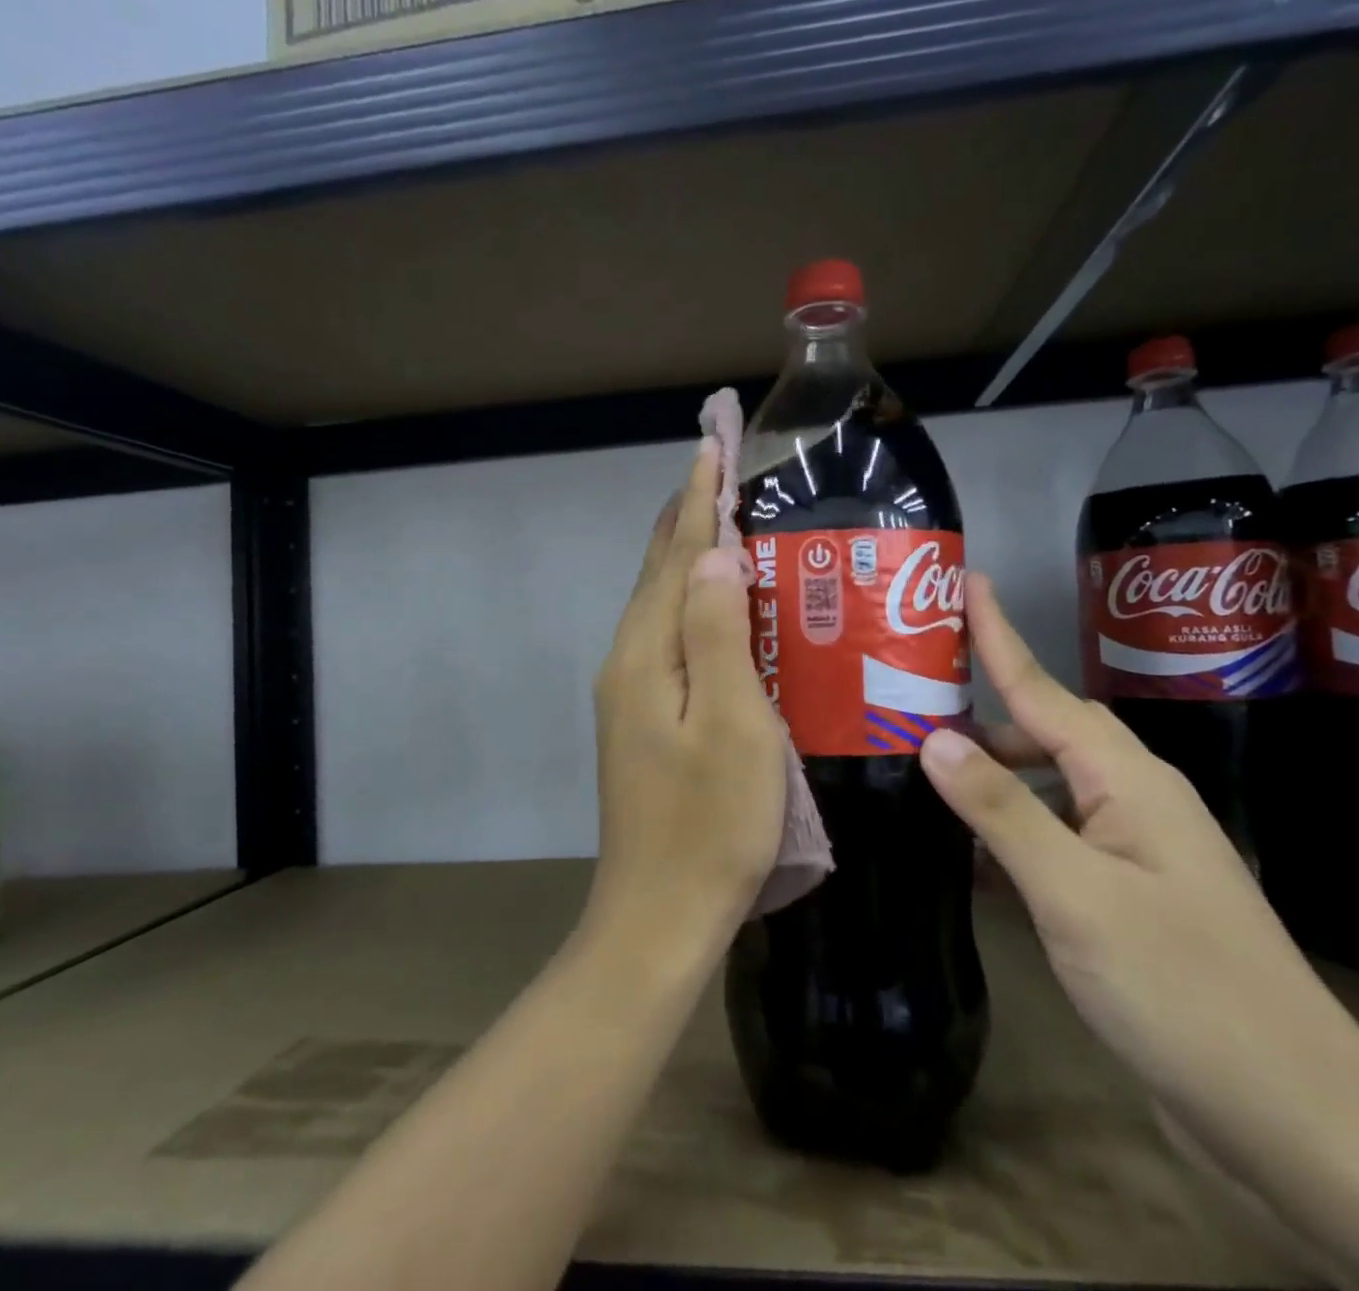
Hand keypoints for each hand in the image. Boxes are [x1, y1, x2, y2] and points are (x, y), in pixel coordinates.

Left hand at [586, 438, 786, 952]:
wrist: (659, 916)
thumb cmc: (712, 824)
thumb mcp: (732, 724)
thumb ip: (716, 633)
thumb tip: (713, 555)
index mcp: (646, 654)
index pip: (676, 555)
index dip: (698, 498)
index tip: (712, 442)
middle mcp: (627, 662)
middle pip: (657, 572)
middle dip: (686, 516)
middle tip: (718, 469)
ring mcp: (630, 694)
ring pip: (659, 604)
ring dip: (686, 557)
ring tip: (720, 520)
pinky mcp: (642, 720)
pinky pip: (667, 637)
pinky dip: (689, 603)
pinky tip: (714, 606)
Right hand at [920, 577, 1358, 1167]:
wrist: (1297, 1122)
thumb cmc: (1183, 990)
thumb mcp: (1077, 894)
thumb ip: (1003, 810)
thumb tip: (934, 738)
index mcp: (1128, 782)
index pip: (1044, 690)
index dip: (999, 635)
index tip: (965, 582)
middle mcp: (1133, 802)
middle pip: (1044, 732)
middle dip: (982, 709)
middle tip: (909, 699)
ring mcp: (1134, 853)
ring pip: (1048, 787)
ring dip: (991, 774)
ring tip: (923, 770)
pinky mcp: (1126, 899)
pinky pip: (1054, 839)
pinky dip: (1009, 831)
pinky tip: (967, 851)